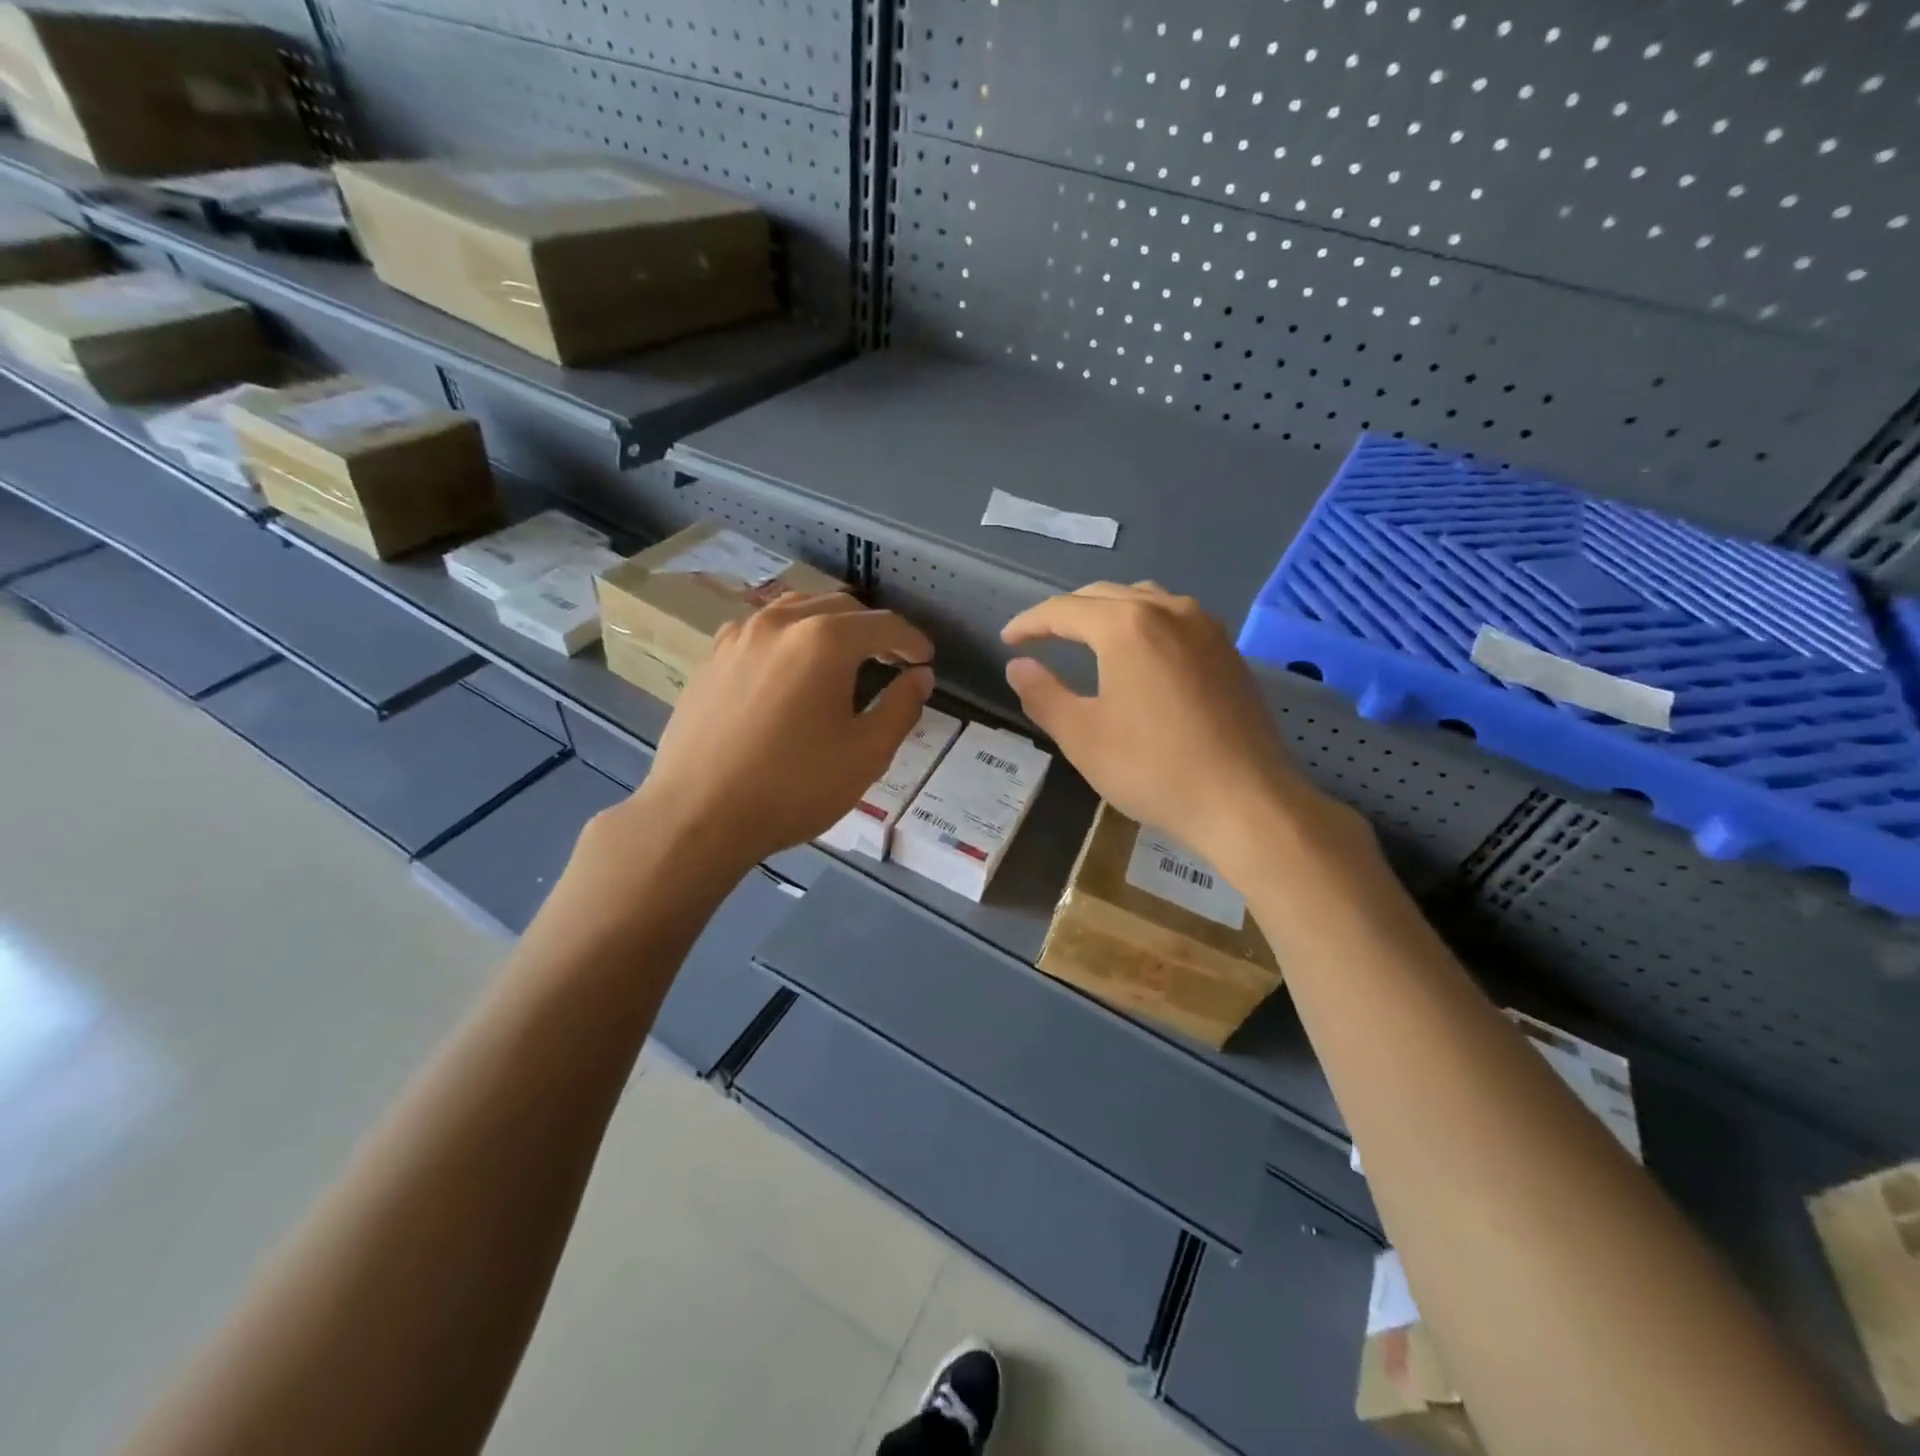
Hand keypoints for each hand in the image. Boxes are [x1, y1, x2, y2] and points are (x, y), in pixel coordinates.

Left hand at [613, 593, 933, 878]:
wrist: (697, 815)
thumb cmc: (793, 787)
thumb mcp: (866, 754)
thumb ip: (901, 708)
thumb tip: (919, 677)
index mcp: (824, 639)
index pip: (883, 625)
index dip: (912, 641)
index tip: (925, 660)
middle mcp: (780, 622)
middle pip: (840, 607)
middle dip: (872, 630)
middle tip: (891, 661)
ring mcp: (739, 636)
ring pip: (797, 611)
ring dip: (829, 626)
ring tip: (843, 658)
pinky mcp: (712, 658)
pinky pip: (762, 631)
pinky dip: (790, 637)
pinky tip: (790, 669)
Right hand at [1002, 582, 1352, 870]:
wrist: (1245, 800)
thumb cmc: (1153, 768)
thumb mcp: (1082, 736)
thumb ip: (1043, 694)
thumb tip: (1018, 666)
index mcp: (1126, 626)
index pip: (1064, 610)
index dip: (1030, 623)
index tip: (1008, 640)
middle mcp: (1168, 610)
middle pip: (1104, 596)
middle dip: (1066, 613)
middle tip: (1040, 637)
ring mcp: (1206, 627)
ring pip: (1145, 599)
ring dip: (1108, 612)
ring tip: (1086, 637)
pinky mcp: (1228, 651)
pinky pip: (1175, 618)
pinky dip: (1144, 623)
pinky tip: (1140, 653)